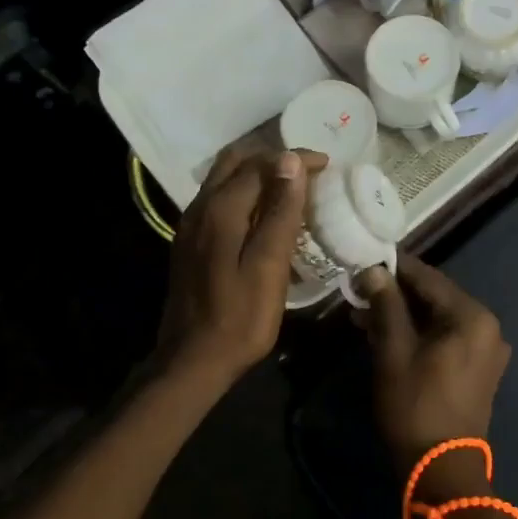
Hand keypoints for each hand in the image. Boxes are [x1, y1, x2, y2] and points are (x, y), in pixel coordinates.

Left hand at [155, 147, 325, 387]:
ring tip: (292, 188)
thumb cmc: (240, 317)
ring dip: (258, 173)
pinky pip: (219, 198)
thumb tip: (291, 161)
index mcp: (221, 209)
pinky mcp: (190, 241)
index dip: (296, 159)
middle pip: (236, 161)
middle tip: (308, 171)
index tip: (327, 164)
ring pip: (224, 178)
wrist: (192, 361)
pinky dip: (245, 192)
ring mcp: (191, 224)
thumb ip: (280, 212)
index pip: (261, 164)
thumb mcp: (269, 265)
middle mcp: (201, 206)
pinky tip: (264, 214)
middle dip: (273, 158)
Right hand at [354, 256, 510, 492]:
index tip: (364, 261)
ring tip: (364, 315)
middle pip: (435, 297)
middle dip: (396, 294)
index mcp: (472, 316)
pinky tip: (387, 335)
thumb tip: (373, 271)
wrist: (442, 470)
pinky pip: (447, 337)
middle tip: (359, 291)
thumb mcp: (394, 351)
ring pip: (438, 318)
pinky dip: (419, 333)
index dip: (394, 268)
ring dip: (404, 315)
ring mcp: (487, 349)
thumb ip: (386, 305)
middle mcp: (487, 326)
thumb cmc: (416, 406)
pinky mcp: (479, 368)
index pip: (428, 277)